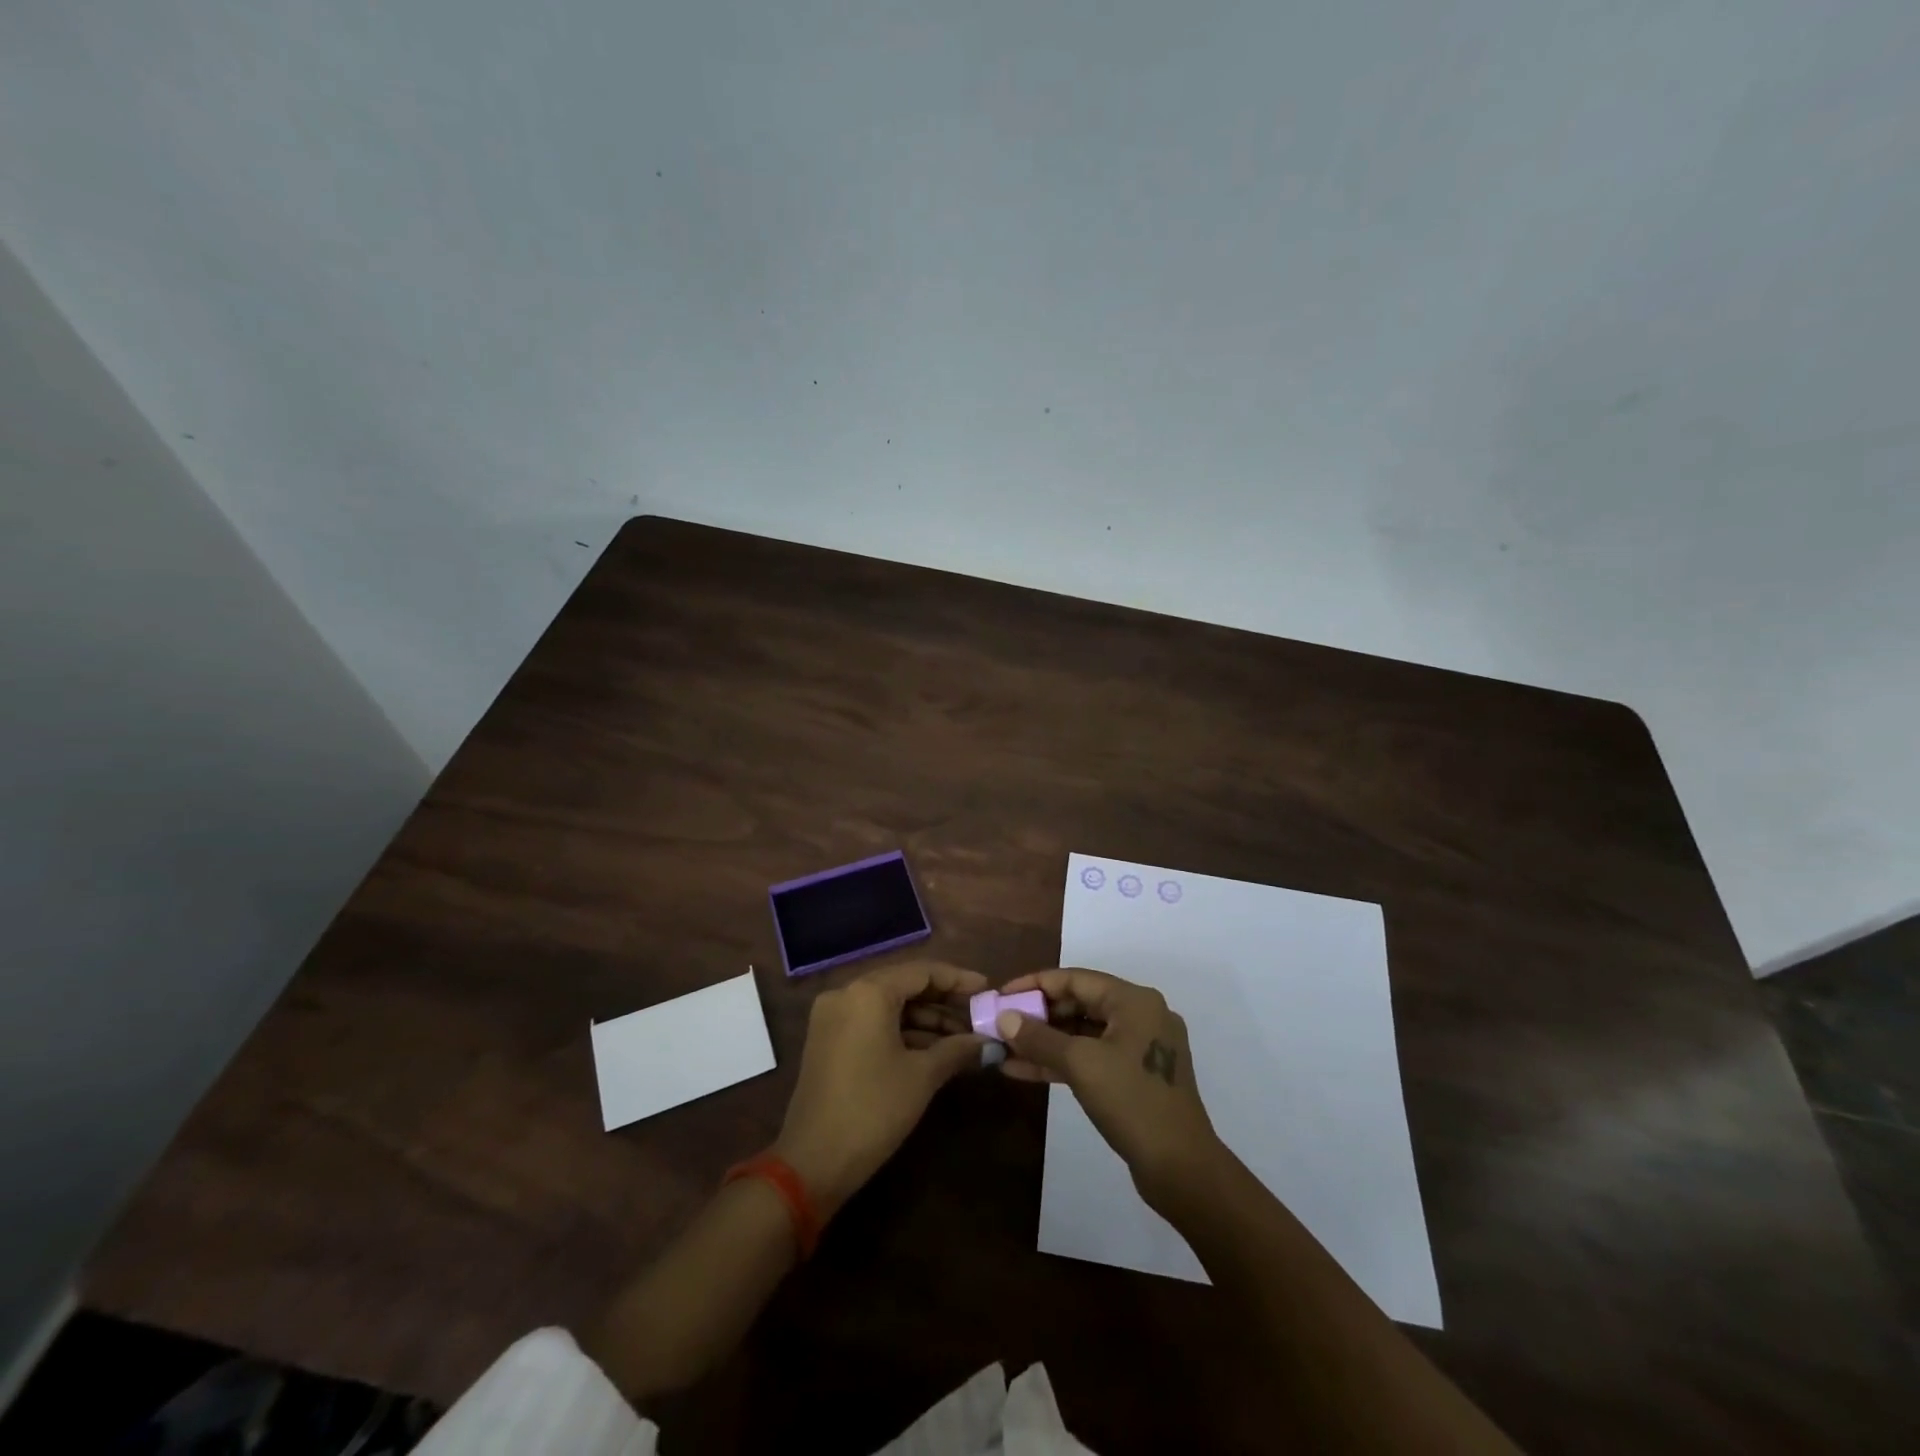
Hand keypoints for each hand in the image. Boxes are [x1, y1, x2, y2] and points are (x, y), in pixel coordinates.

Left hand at [774, 960, 989, 1218]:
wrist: (812, 1163)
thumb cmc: (873, 1110)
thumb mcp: (922, 1077)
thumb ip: (957, 1049)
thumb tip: (989, 1042)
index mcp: (868, 992)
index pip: (922, 971)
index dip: (958, 979)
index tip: (987, 990)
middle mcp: (846, 993)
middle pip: (904, 985)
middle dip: (943, 1001)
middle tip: (978, 1015)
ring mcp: (833, 1016)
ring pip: (889, 1005)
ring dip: (925, 1019)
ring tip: (963, 1038)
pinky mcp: (828, 1039)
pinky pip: (872, 1022)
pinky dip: (902, 1031)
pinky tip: (933, 1049)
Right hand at [996, 967, 1223, 1205]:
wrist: (1182, 1169)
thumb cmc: (1132, 1102)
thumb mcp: (1080, 1065)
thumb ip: (1039, 1038)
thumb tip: (1003, 1017)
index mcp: (1134, 1000)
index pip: (1074, 978)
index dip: (1034, 984)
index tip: (1001, 995)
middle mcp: (1140, 1015)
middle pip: (1079, 1003)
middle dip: (1037, 1015)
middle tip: (1001, 1024)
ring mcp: (1140, 1048)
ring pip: (1083, 1034)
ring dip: (1045, 1041)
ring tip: (1004, 1048)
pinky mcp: (1135, 1077)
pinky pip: (1092, 1058)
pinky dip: (1061, 1062)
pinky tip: (1023, 1071)